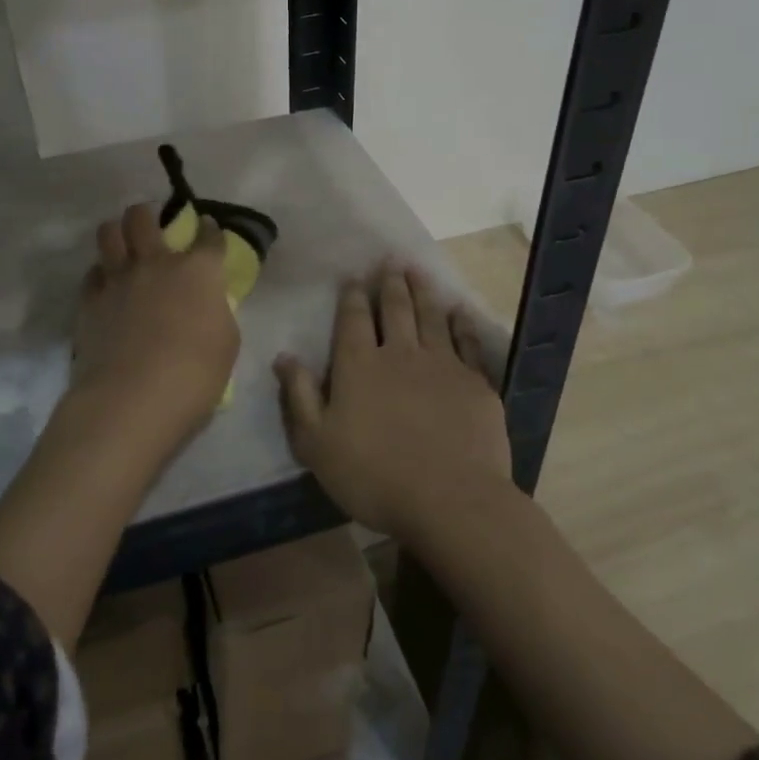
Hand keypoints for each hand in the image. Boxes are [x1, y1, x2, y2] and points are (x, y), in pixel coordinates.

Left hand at [71, 202, 239, 453]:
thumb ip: (216, 313)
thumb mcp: (226, 343)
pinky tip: (106, 285)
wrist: (133, 399)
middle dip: (147, 214)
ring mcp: (118, 279)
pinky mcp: (90, 301)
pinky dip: (100, 274)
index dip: (209, 229)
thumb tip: (207, 305)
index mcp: (198, 271)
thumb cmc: (195, 375)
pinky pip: (92, 273)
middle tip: (150, 224)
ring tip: (122, 243)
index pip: (208, 236)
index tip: (208, 227)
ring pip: (108, 233)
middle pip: (143, 217)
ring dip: (116, 232)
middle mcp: (156, 263)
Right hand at [275, 263, 510, 538]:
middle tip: (391, 260)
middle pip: (395, 308)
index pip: (353, 319)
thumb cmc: (373, 476)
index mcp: (359, 365)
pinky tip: (459, 311)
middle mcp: (400, 353)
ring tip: (418, 270)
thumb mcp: (317, 444)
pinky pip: (466, 341)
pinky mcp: (474, 381)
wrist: (450, 499)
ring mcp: (442, 364)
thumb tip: (284, 356)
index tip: (354, 277)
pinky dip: (461, 322)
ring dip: (423, 290)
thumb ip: (299, 396)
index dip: (352, 295)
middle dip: (390, 282)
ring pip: (430, 316)